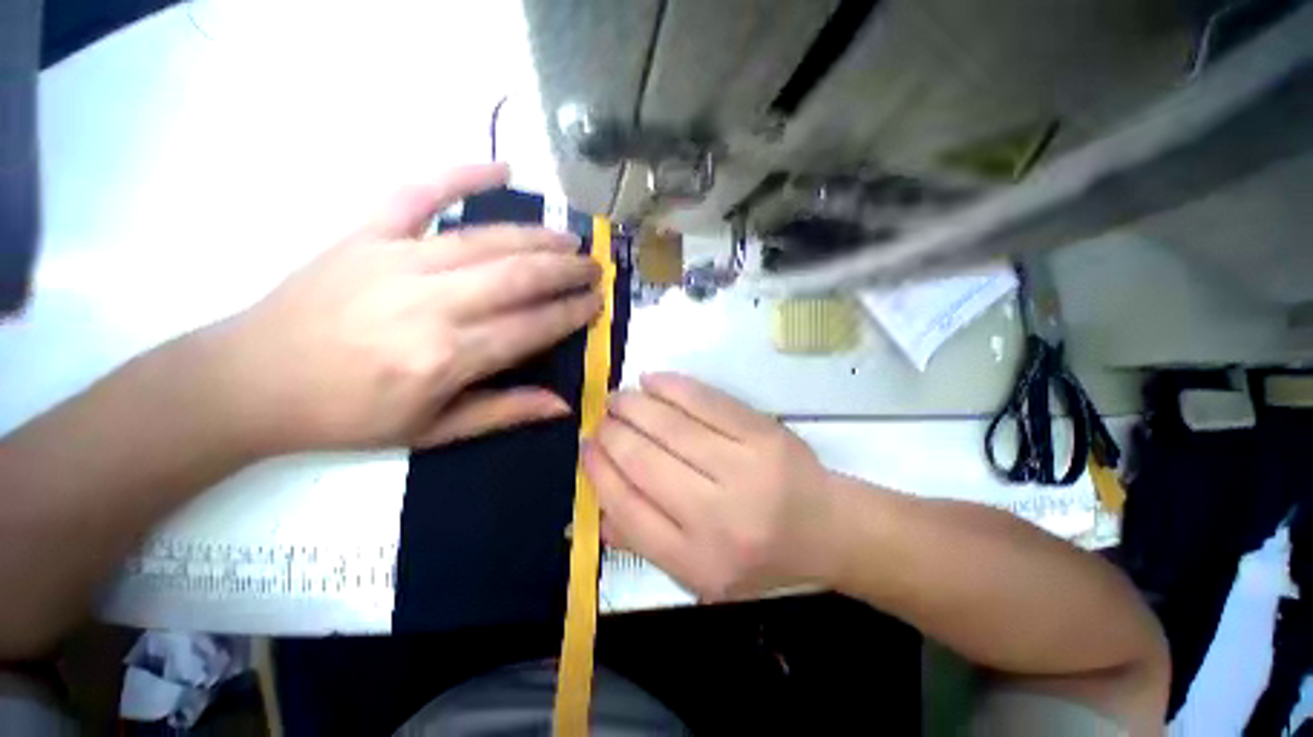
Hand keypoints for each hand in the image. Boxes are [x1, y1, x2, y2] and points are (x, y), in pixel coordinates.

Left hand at [212, 163, 601, 454]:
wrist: (252, 381)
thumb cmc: (348, 416)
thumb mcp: (433, 431)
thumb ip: (504, 412)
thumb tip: (563, 404)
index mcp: (449, 357)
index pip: (533, 326)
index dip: (572, 313)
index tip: (598, 303)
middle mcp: (432, 303)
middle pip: (520, 276)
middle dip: (567, 270)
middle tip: (594, 267)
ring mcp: (397, 260)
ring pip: (487, 239)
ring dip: (538, 236)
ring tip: (569, 237)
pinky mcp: (366, 234)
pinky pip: (419, 193)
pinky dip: (462, 174)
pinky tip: (501, 168)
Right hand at [585, 373, 841, 600]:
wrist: (825, 528)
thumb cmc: (758, 555)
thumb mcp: (699, 573)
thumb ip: (643, 543)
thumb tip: (593, 508)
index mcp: (697, 561)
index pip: (628, 508)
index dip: (599, 471)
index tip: (585, 446)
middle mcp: (718, 517)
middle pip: (645, 462)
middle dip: (612, 433)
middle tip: (600, 418)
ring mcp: (744, 468)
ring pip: (671, 427)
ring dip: (634, 405)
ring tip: (617, 398)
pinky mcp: (763, 434)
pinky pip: (706, 401)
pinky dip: (672, 386)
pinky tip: (651, 381)